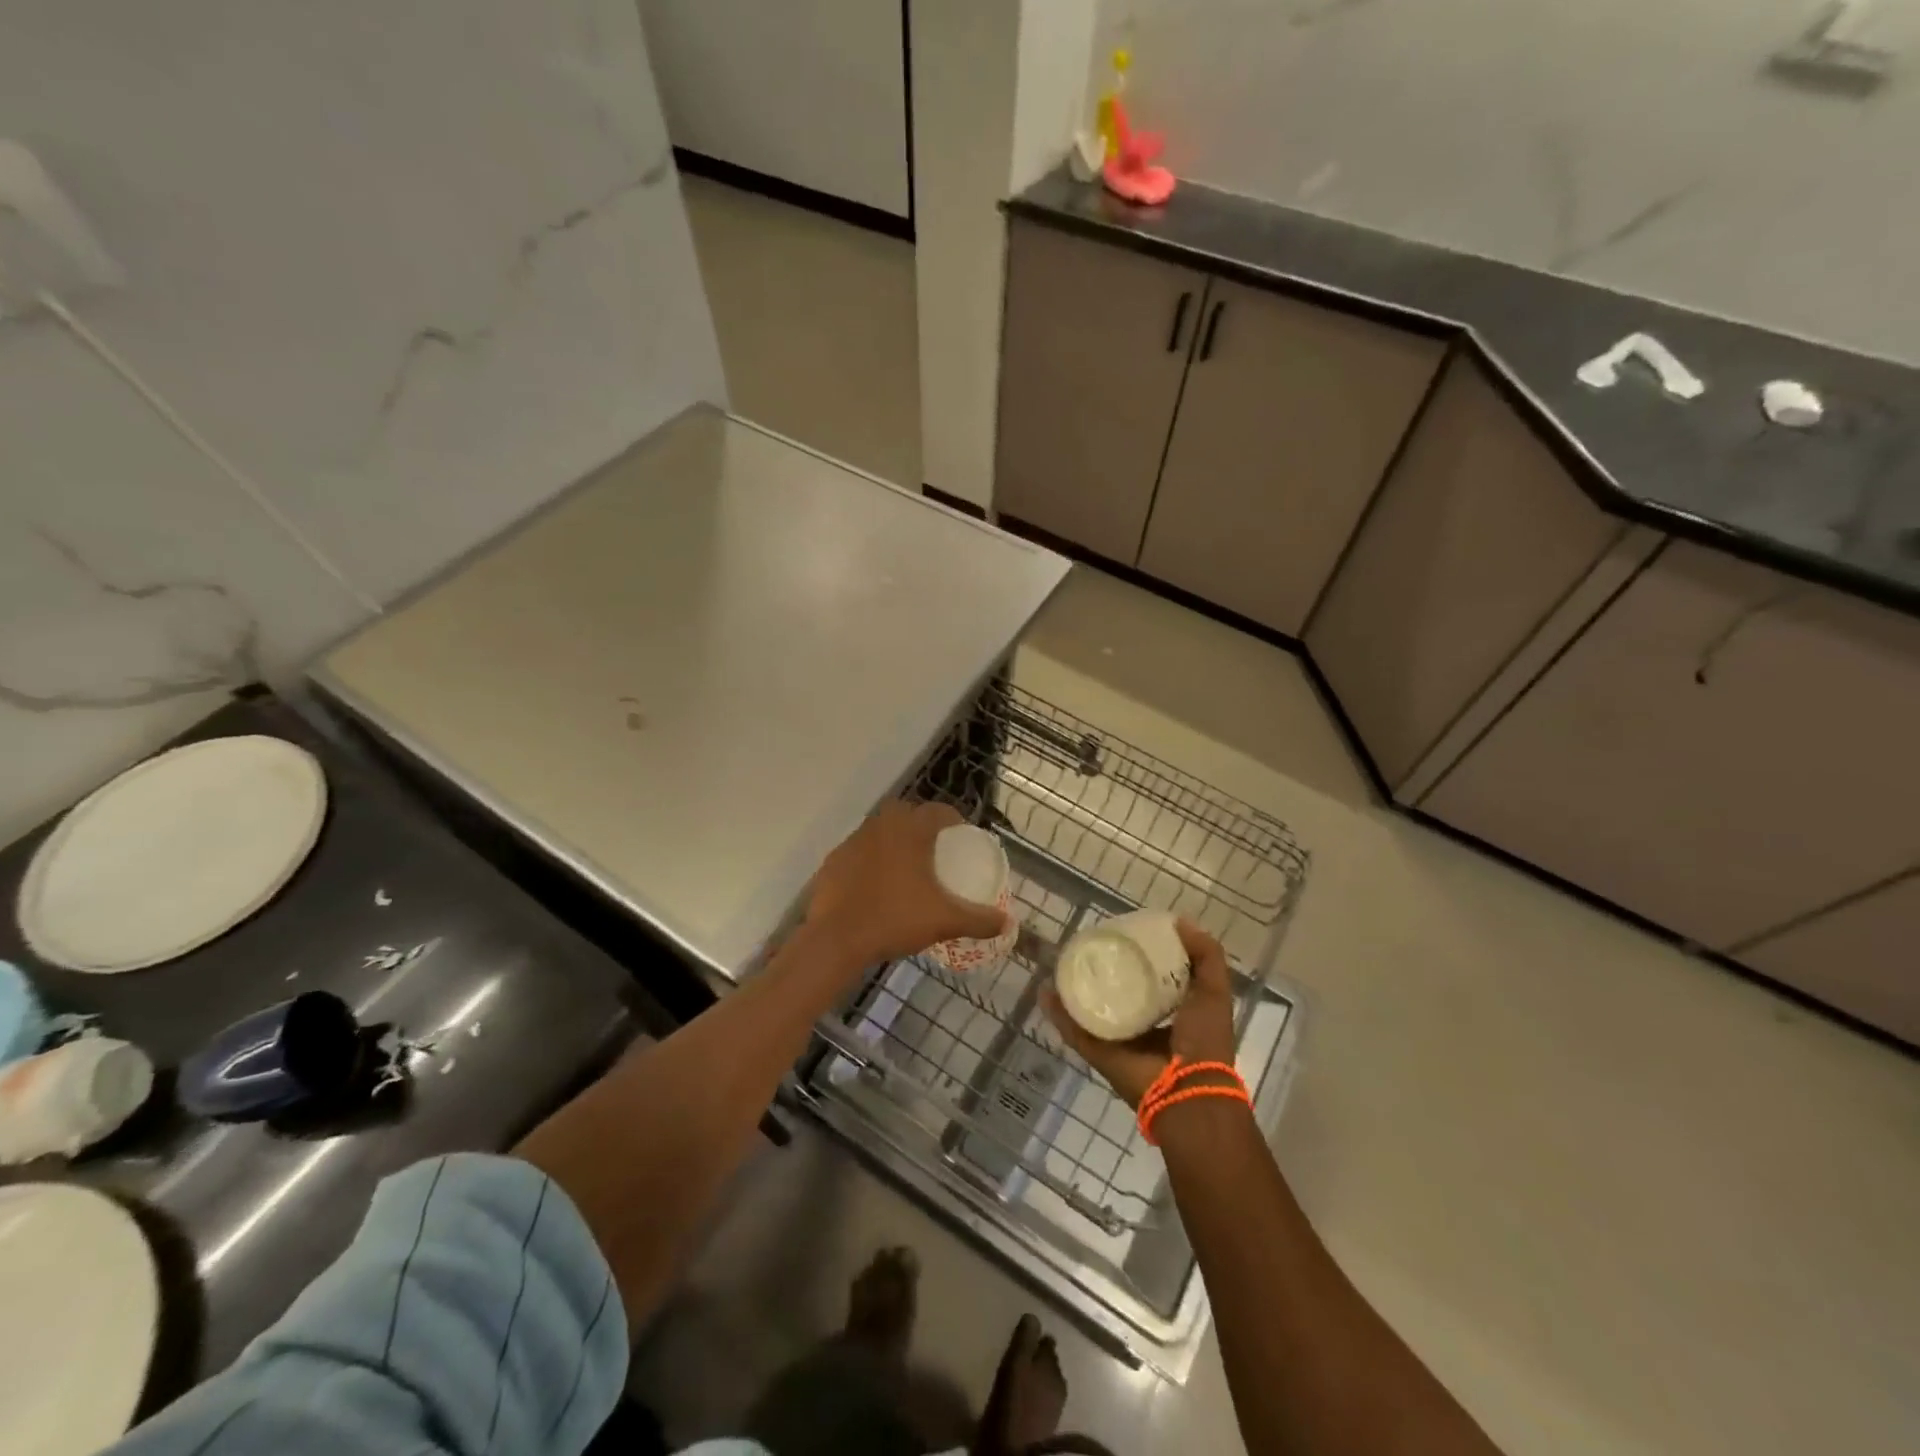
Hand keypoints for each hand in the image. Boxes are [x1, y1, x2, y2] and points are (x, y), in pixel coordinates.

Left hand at [807, 800, 1009, 967]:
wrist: (835, 940)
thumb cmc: (895, 919)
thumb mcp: (945, 921)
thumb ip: (979, 920)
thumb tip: (1006, 923)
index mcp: (910, 830)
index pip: (938, 811)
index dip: (954, 820)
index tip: (962, 837)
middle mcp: (880, 825)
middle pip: (907, 814)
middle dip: (923, 827)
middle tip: (936, 851)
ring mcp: (853, 841)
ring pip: (881, 831)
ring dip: (895, 842)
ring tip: (907, 868)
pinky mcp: (833, 861)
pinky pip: (860, 852)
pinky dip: (872, 861)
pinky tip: (877, 886)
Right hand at [1042, 919, 1237, 1107]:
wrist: (1188, 1091)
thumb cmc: (1205, 1038)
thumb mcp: (1214, 990)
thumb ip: (1206, 955)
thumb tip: (1179, 921)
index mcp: (1172, 1012)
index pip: (1151, 978)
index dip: (1140, 956)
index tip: (1125, 933)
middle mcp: (1143, 1024)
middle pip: (1118, 991)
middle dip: (1104, 970)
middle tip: (1087, 944)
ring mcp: (1118, 1039)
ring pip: (1092, 1008)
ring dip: (1076, 989)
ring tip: (1062, 962)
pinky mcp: (1098, 1052)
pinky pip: (1074, 1029)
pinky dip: (1059, 1013)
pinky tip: (1046, 990)